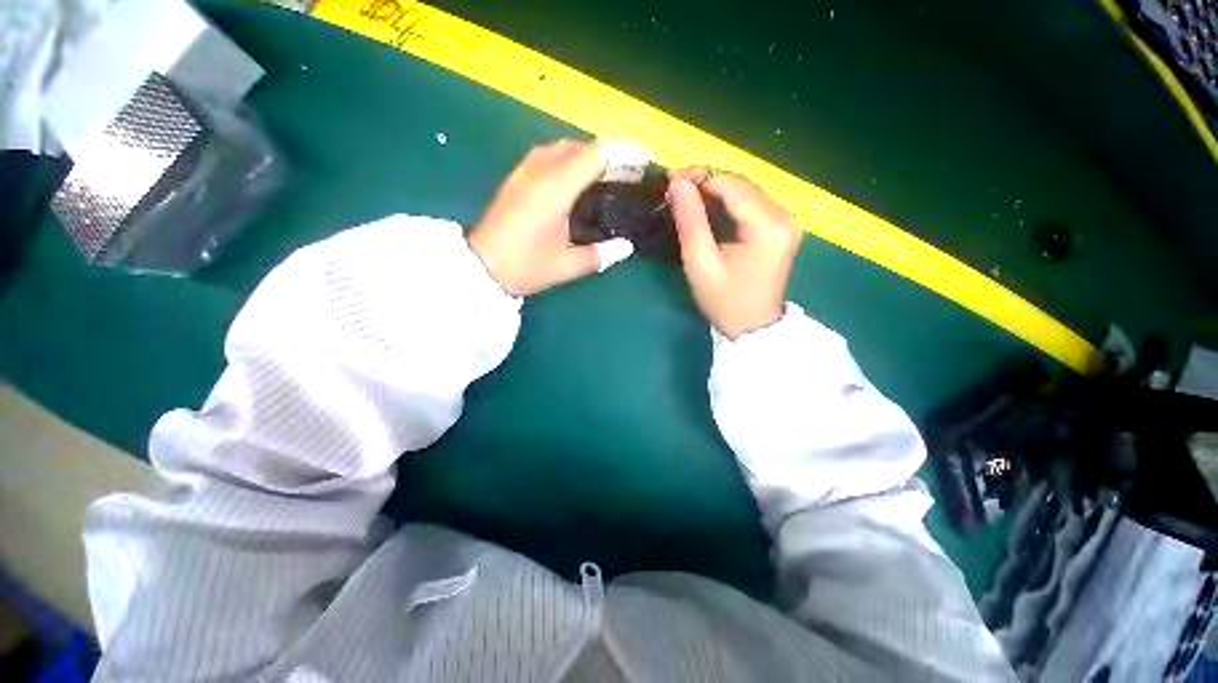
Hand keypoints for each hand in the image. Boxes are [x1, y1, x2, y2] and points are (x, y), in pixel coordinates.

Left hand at [468, 140, 631, 296]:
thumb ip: (600, 255)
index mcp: (555, 189)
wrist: (480, 268)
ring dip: (587, 153)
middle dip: (609, 153)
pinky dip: (568, 158)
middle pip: (580, 146)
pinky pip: (547, 155)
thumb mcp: (566, 266)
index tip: (644, 159)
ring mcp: (524, 172)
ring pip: (562, 147)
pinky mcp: (515, 179)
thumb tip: (627, 247)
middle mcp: (540, 171)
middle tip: (630, 171)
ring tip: (607, 171)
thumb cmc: (524, 266)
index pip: (595, 156)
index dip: (623, 153)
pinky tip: (575, 176)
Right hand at [670, 171, 802, 338]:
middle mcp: (785, 216)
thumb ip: (690, 221)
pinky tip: (708, 209)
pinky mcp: (782, 227)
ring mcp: (787, 221)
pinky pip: (751, 203)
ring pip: (746, 191)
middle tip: (675, 190)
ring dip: (715, 190)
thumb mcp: (700, 264)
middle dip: (706, 182)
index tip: (670, 181)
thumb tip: (678, 183)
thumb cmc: (724, 301)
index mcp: (768, 227)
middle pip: (741, 184)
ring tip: (687, 199)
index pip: (732, 185)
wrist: (753, 326)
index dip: (700, 177)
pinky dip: (728, 202)